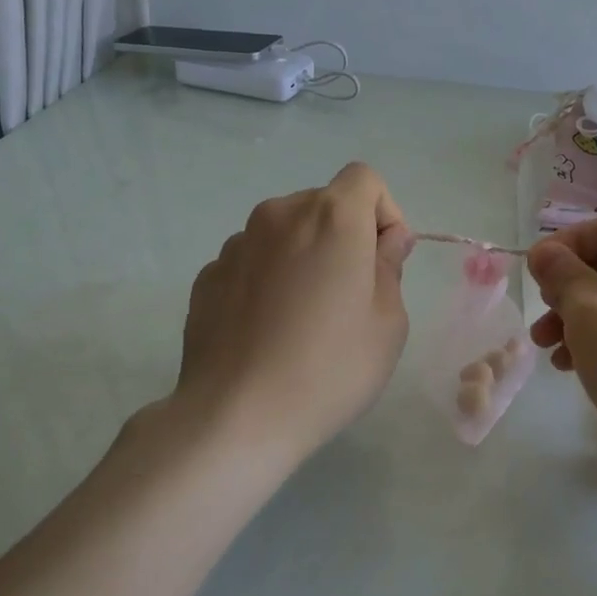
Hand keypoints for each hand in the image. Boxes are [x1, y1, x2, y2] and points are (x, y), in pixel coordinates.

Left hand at [168, 162, 413, 468]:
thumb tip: (384, 240)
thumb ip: (390, 267)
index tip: (384, 261)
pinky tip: (267, 331)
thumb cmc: (330, 368)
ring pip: (285, 234)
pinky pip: (252, 262)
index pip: (365, 179)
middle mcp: (278, 215)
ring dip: (303, 257)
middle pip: (323, 205)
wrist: (236, 416)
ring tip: (303, 318)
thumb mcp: (388, 323)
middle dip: (344, 236)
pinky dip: (267, 280)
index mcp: (331, 218)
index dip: (384, 213)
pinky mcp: (207, 276)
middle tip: (350, 296)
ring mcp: (236, 244)